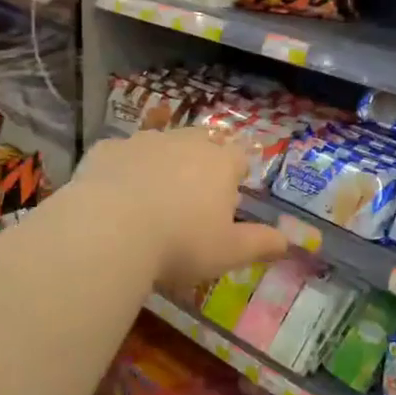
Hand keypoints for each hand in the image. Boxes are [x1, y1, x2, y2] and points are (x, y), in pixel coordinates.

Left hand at [75, 128, 287, 292]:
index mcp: (219, 164)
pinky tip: (114, 197)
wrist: (108, 231)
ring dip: (161, 163)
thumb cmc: (180, 244)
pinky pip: (121, 155)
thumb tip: (288, 242)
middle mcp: (184, 142)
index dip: (236, 174)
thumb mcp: (228, 253)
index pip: (239, 157)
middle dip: (201, 161)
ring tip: (151, 197)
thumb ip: (261, 244)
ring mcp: (143, 141)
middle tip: (191, 197)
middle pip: (201, 141)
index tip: (228, 199)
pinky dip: (123, 170)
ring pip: (160, 143)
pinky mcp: (107, 149)